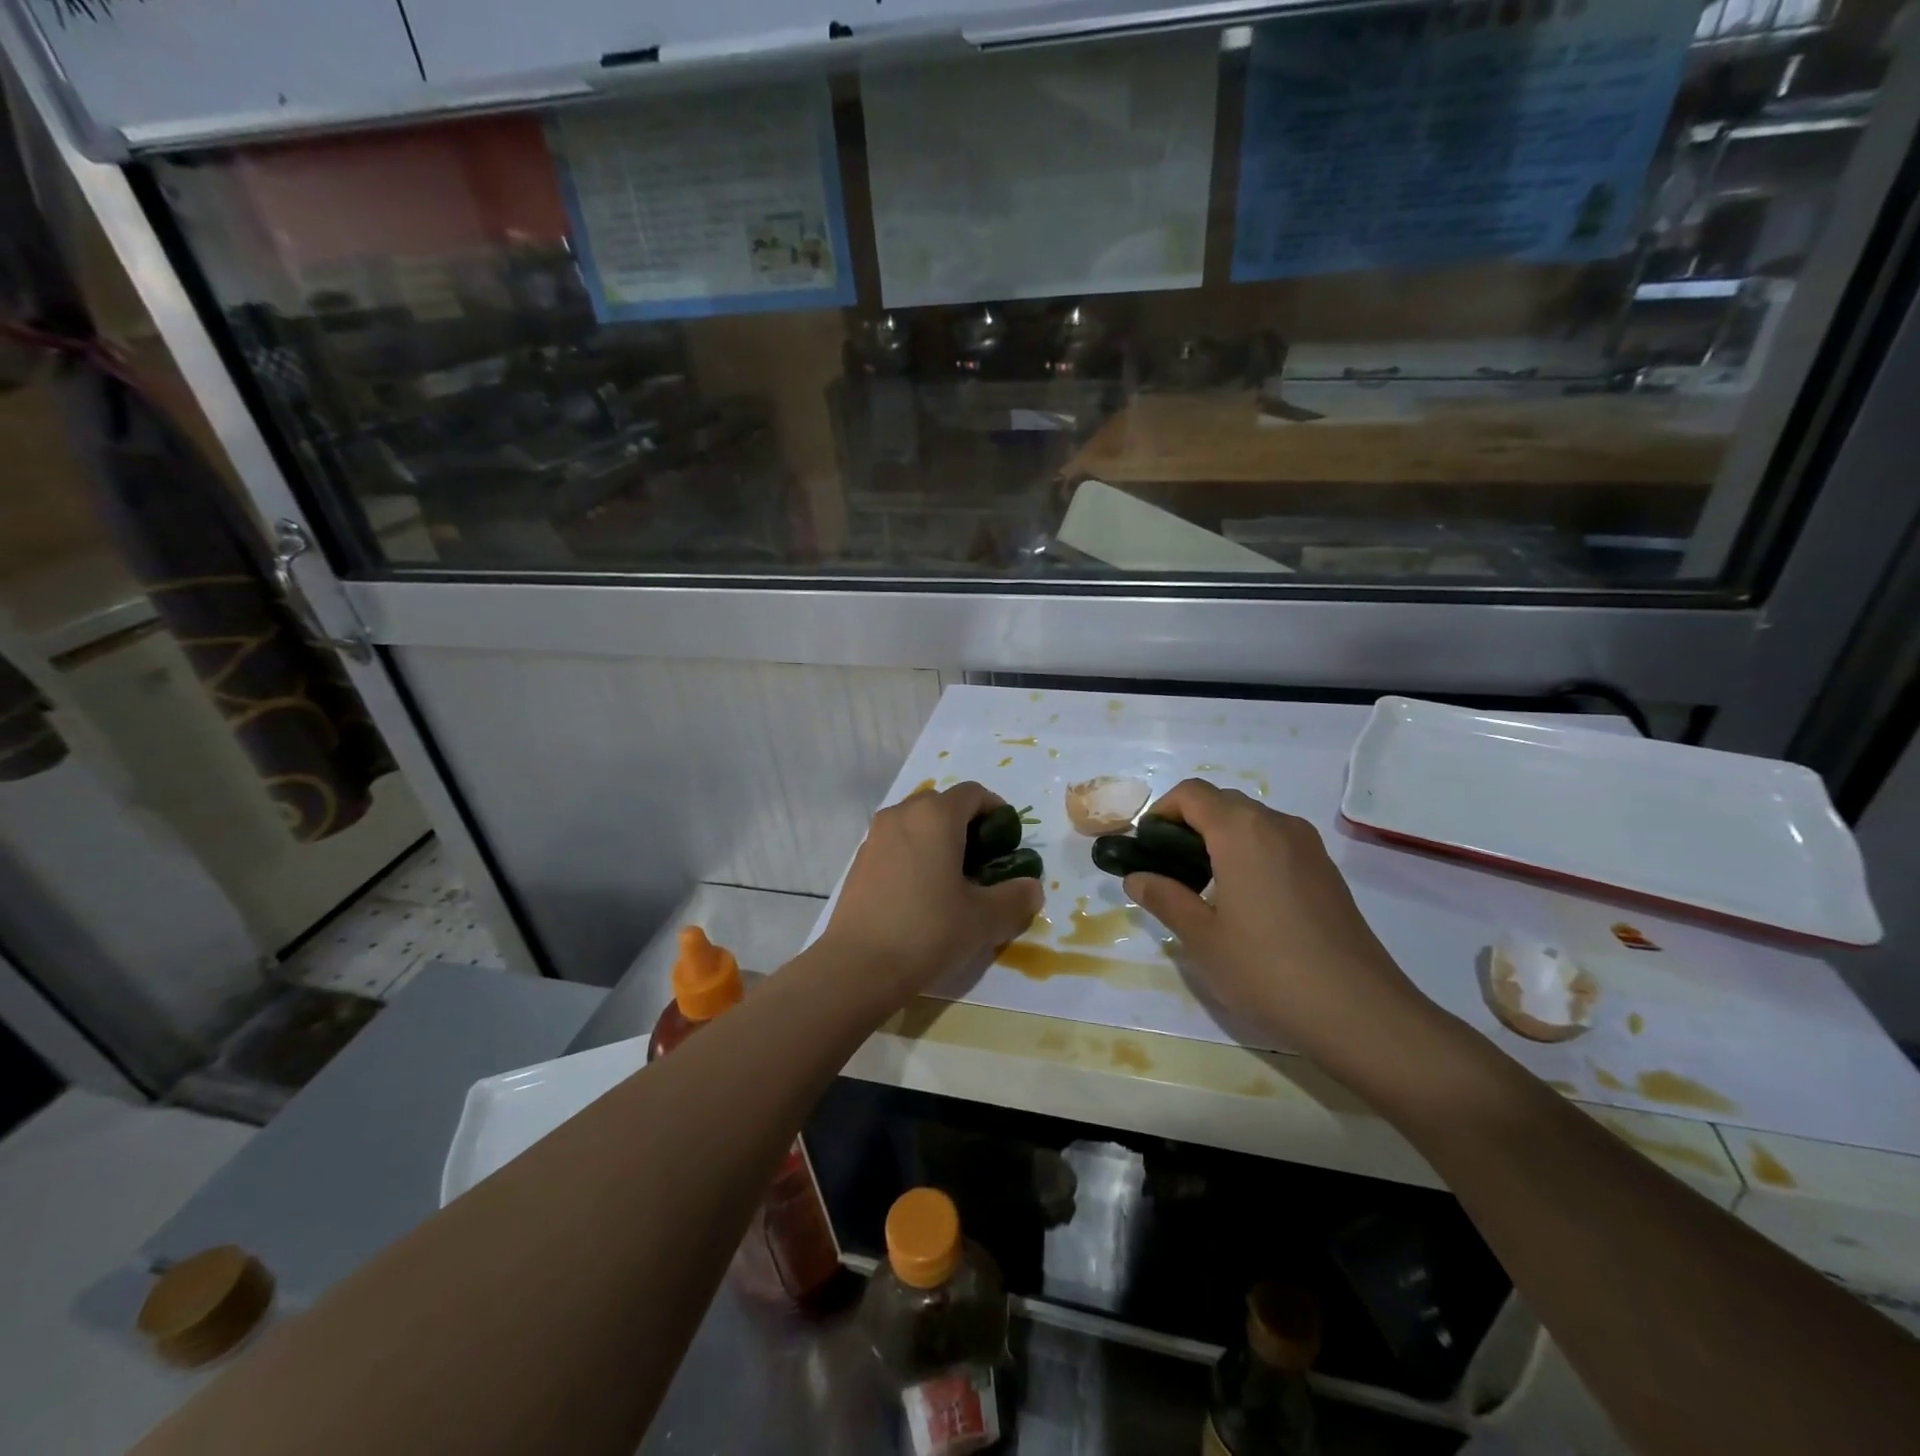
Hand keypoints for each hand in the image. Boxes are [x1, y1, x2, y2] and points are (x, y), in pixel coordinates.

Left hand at [817, 781, 1041, 1001]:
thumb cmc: (928, 930)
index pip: (974, 793)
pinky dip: (914, 854)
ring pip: (916, 823)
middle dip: (967, 825)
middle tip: (983, 861)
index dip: (997, 811)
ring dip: (938, 840)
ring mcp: (875, 836)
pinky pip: (896, 843)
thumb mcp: (984, 918)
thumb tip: (1031, 888)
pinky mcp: (859, 860)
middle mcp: (902, 814)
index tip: (1008, 842)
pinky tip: (921, 893)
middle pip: (942, 804)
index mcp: (935, 816)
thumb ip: (1015, 897)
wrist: (858, 966)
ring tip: (953, 879)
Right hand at [1123, 779, 1435, 1074]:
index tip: (1146, 849)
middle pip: (1221, 802)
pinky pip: (1275, 842)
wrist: (1360, 1012)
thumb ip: (1164, 898)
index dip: (1161, 812)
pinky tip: (1244, 901)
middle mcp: (1277, 824)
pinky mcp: (1326, 870)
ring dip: (1218, 838)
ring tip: (1202, 888)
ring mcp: (1308, 846)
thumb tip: (1136, 878)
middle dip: (1187, 824)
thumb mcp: (1202, 937)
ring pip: (1251, 821)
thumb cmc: (1267, 969)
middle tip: (1168, 870)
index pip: (1191, 793)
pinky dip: (1248, 852)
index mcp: (1241, 830)